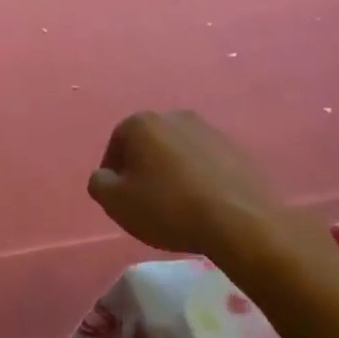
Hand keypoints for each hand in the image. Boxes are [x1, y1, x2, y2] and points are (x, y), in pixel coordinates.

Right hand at [88, 110, 293, 256]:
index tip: (121, 200)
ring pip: (178, 153)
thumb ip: (99, 183)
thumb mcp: (115, 202)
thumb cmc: (168, 208)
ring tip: (176, 206)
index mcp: (142, 123)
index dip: (114, 175)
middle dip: (144, 169)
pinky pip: (206, 163)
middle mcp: (175, 116)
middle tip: (146, 202)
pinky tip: (202, 205)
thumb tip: (106, 176)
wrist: (239, 221)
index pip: (115, 145)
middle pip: (148, 145)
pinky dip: (199, 179)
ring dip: (172, 173)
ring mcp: (210, 130)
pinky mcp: (237, 149)